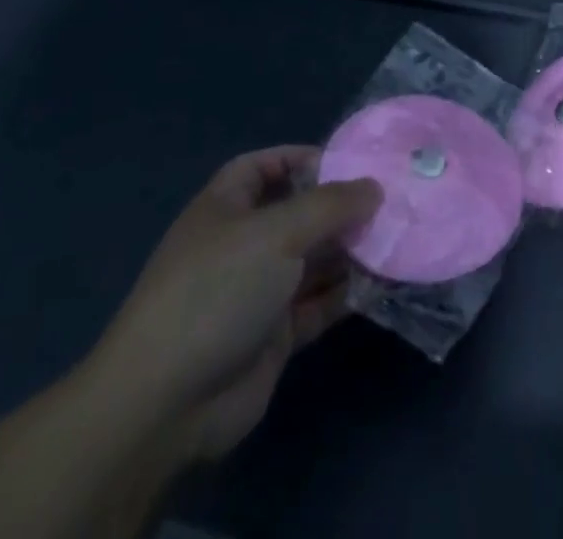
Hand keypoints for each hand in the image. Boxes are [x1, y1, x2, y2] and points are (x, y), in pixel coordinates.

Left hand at [81, 147, 380, 463]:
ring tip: (396, 236)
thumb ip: (331, 204)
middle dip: (339, 206)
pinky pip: (317, 303)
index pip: (264, 167)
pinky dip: (346, 292)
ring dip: (349, 250)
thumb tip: (375, 187)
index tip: (349, 160)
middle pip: (297, 212)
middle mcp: (241, 245)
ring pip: (312, 259)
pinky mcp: (273, 335)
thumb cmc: (217, 291)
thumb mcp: (277, 232)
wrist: (166, 404)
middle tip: (389, 199)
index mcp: (226, 208)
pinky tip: (382, 281)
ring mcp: (256, 292)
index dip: (301, 158)